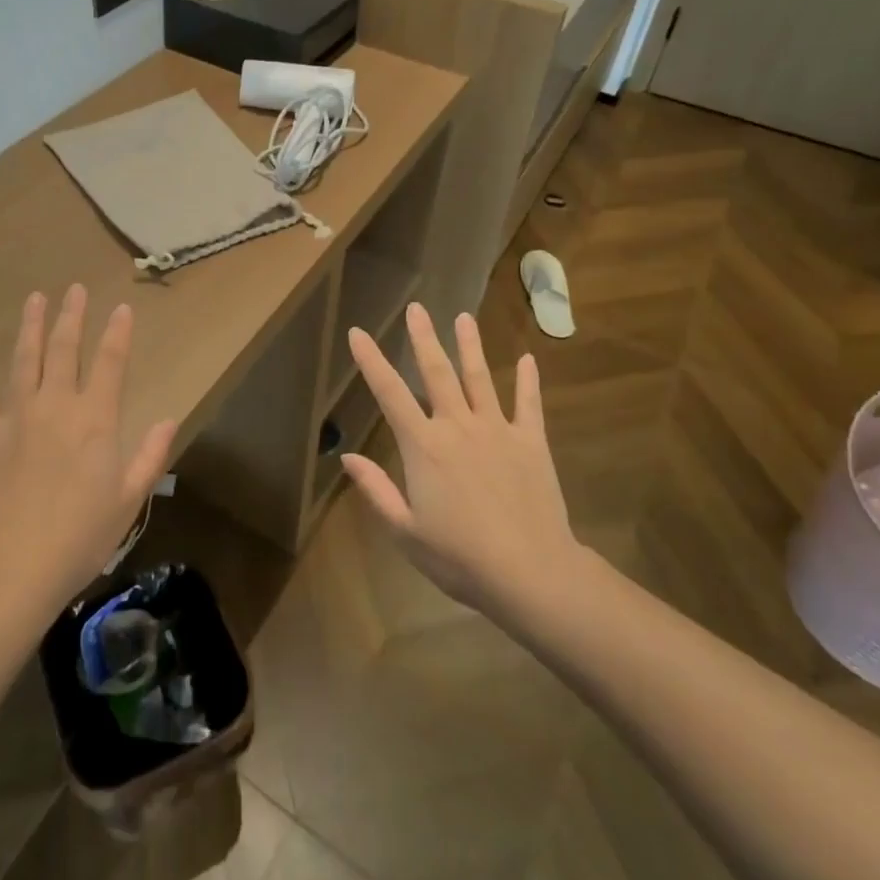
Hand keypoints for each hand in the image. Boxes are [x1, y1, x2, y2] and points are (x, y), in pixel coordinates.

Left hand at [0, 286, 176, 602]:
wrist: (12, 567)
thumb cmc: (80, 537)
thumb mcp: (128, 500)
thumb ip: (150, 455)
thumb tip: (169, 419)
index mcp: (96, 419)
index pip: (110, 363)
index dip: (117, 333)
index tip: (121, 308)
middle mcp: (57, 406)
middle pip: (65, 349)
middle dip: (72, 317)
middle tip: (74, 289)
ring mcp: (17, 417)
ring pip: (25, 360)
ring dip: (31, 327)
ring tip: (35, 298)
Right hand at [343, 303, 582, 618]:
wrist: (530, 572)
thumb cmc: (460, 557)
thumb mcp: (405, 531)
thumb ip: (376, 490)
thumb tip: (347, 456)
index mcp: (423, 446)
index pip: (390, 394)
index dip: (371, 361)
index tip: (358, 332)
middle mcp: (457, 426)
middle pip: (437, 373)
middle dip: (424, 338)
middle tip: (416, 308)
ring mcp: (497, 430)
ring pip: (480, 378)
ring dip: (470, 346)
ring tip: (464, 318)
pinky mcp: (531, 442)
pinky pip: (529, 404)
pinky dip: (528, 381)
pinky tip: (528, 359)